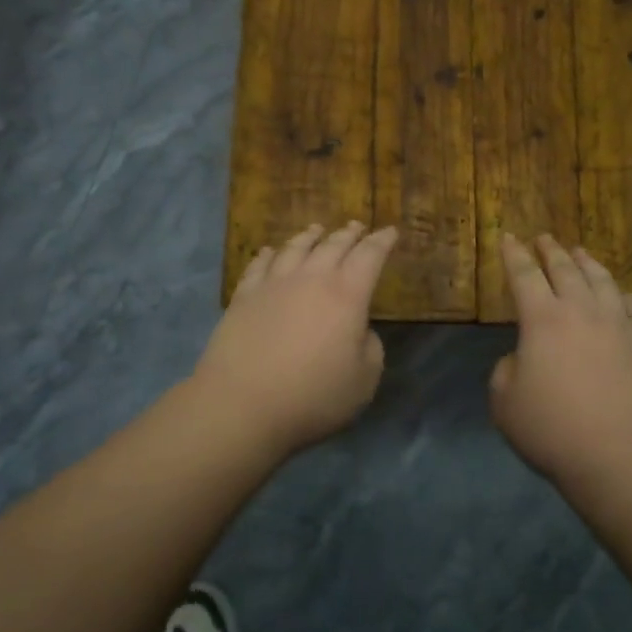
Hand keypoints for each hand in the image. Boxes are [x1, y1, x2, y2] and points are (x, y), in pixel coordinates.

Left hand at [193, 222, 397, 455]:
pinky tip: (271, 252)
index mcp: (347, 295)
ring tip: (317, 230)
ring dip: (310, 236)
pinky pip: (260, 265)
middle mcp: (311, 278)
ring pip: (295, 248)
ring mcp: (273, 284)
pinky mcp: (243, 296)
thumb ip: (370, 348)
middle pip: (333, 245)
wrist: (242, 404)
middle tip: (357, 227)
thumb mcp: (364, 380)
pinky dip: (270, 254)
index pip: (370, 256)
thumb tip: (359, 330)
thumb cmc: (313, 396)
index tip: (390, 232)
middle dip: (349, 234)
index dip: (382, 241)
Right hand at [490, 234, 631, 483]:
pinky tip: (623, 294)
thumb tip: (524, 358)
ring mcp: (622, 327)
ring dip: (588, 264)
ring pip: (603, 282)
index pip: (524, 275)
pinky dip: (625, 297)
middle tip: (544, 237)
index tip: (508, 236)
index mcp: (543, 320)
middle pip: (566, 270)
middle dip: (551, 251)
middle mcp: (584, 312)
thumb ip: (506, 370)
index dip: (513, 254)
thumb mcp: (505, 403)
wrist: (625, 458)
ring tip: (581, 253)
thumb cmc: (554, 431)